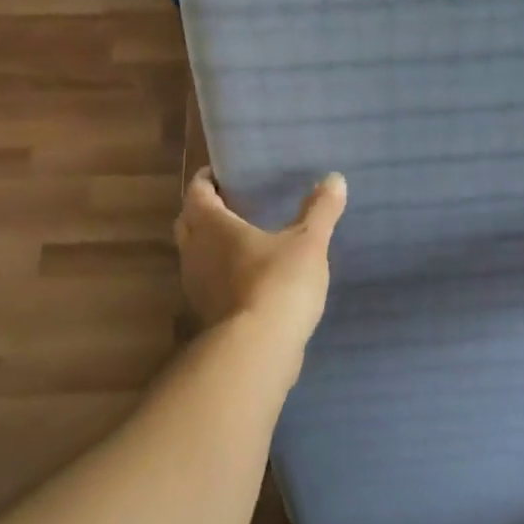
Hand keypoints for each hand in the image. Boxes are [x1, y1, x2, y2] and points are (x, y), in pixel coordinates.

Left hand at [175, 168, 347, 345]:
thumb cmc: (278, 283)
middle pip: (188, 222)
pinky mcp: (205, 316)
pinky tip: (247, 279)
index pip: (197, 192)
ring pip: (195, 256)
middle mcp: (194, 252)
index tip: (221, 174)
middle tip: (230, 204)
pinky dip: (221, 275)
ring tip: (241, 241)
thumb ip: (320, 210)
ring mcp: (195, 287)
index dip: (207, 180)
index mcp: (211, 226)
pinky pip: (208, 284)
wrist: (258, 349)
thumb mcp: (308, 243)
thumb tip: (335, 178)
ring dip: (210, 246)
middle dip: (204, 211)